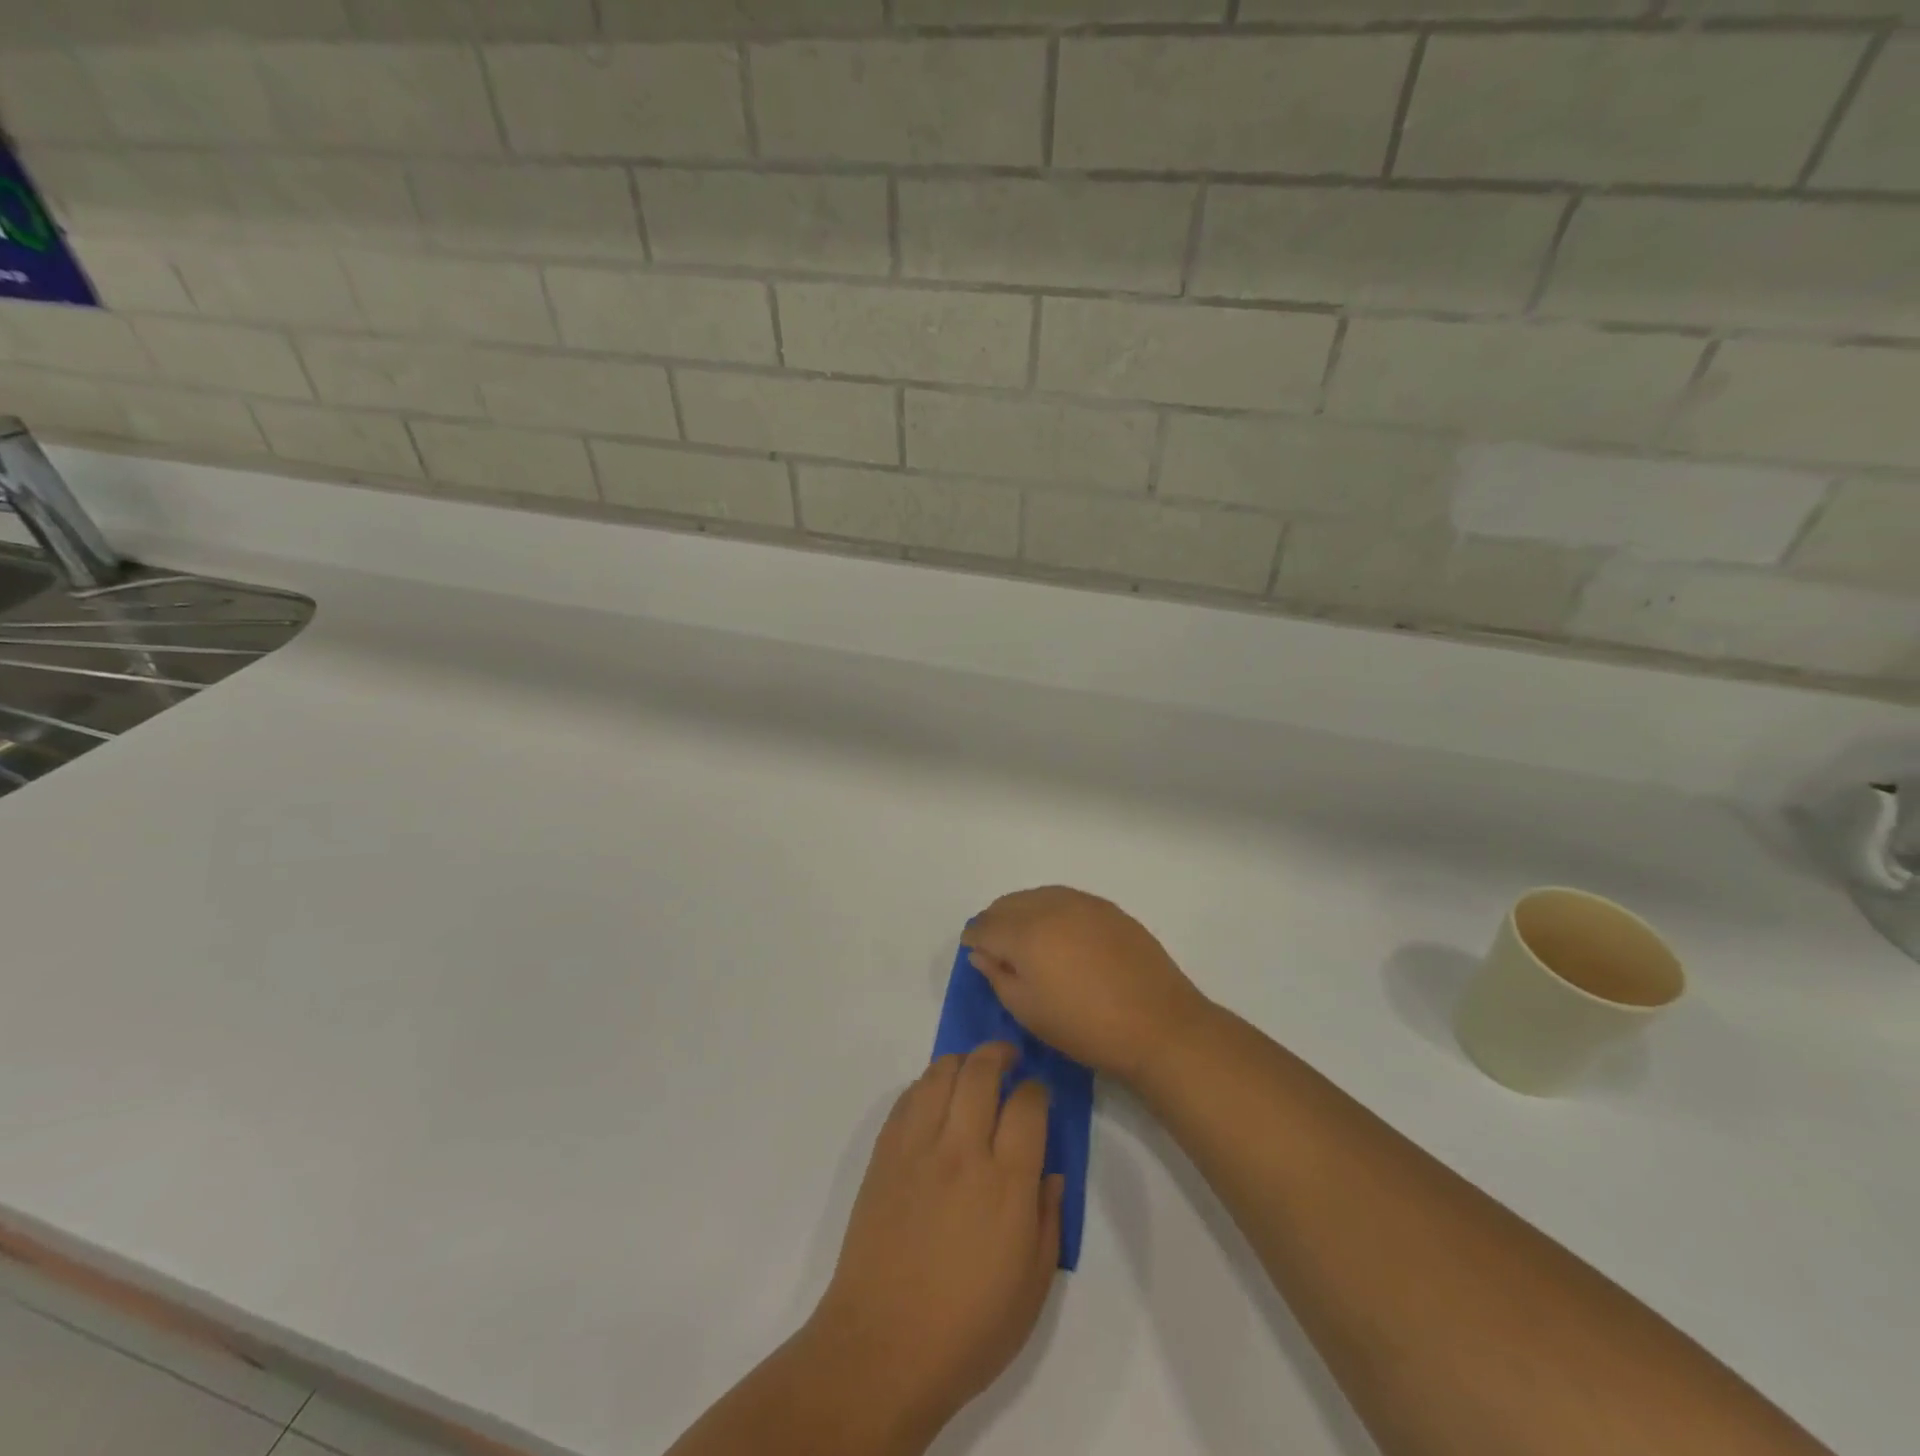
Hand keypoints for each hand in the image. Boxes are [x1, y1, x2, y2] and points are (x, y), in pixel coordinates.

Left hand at [803, 1043, 1063, 1441]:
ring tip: (972, 1071)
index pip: (1027, 1105)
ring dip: (962, 1062)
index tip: (1038, 1094)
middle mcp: (962, 1150)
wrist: (882, 1348)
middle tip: (1009, 1058)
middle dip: (1000, 1054)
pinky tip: (935, 1098)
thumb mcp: (1033, 1287)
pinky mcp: (885, 1154)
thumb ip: (1049, 1220)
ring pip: (941, 1073)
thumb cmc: (968, 1330)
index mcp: (1006, 1182)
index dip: (1037, 1090)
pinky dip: (927, 1085)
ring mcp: (918, 1147)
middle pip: (982, 1071)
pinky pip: (908, 1097)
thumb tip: (1049, 1173)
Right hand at [961, 886, 1210, 1082]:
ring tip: (1028, 941)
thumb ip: (998, 976)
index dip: (974, 938)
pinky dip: (1052, 911)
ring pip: (1038, 896)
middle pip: (1009, 903)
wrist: (1158, 1025)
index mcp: (1025, 932)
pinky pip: (1066, 899)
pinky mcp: (1108, 909)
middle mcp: (1051, 906)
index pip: (985, 925)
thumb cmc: (1085, 1027)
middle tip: (997, 948)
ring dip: (1023, 912)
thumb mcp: (1029, 1011)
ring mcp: (1083, 903)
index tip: (974, 950)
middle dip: (996, 921)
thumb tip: (982, 953)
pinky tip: (1060, 935)